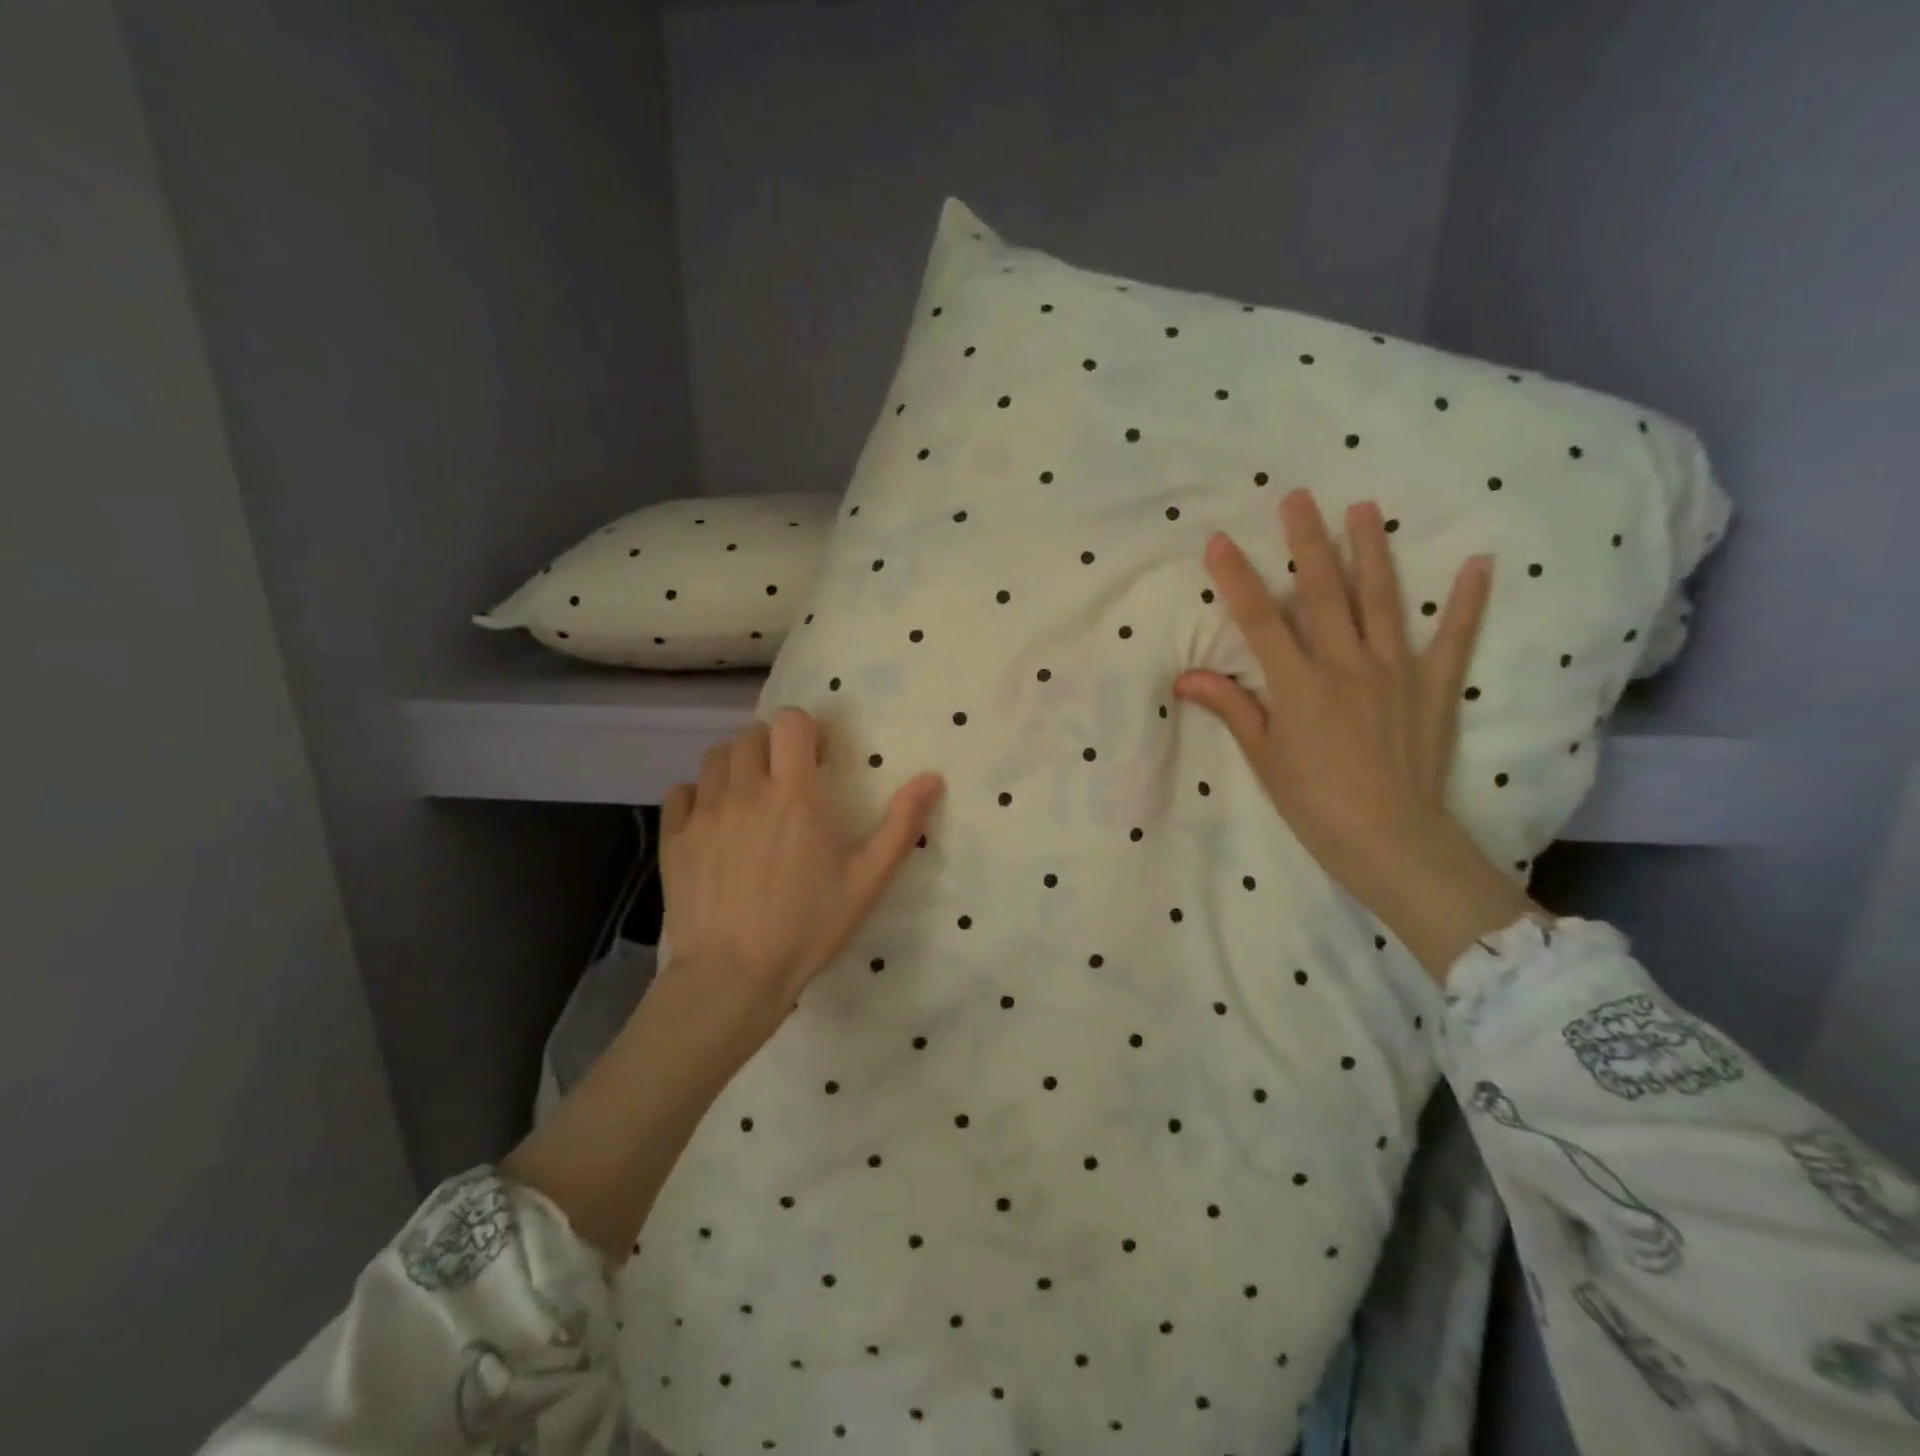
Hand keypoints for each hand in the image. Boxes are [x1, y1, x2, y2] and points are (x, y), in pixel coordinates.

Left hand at [657, 708, 944, 1027]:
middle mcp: (745, 790)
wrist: (734, 975)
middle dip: (773, 747)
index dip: (806, 731)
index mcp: (794, 794)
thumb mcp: (867, 880)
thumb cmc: (808, 926)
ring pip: (716, 757)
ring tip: (750, 798)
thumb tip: (933, 778)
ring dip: (738, 766)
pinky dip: (698, 795)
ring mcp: (704, 812)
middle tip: (786, 781)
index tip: (817, 760)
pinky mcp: (673, 837)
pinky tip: (713, 821)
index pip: (791, 722)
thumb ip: (901, 824)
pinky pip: (681, 791)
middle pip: (752, 734)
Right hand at [1173, 489, 1537, 980]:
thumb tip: (1185, 678)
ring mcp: (1395, 670)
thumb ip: (1231, 708)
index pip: (1260, 621)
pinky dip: (1467, 602)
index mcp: (1298, 683)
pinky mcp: (1433, 686)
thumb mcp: (1264, 757)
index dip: (1237, 579)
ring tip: (1364, 508)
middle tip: (1298, 497)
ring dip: (1370, 551)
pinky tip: (1478, 564)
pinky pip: (1454, 638)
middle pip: (1322, 592)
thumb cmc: (1314, 801)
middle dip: (1306, 542)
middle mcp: (1345, 664)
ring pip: (1381, 599)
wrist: (1390, 839)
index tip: (1219, 541)